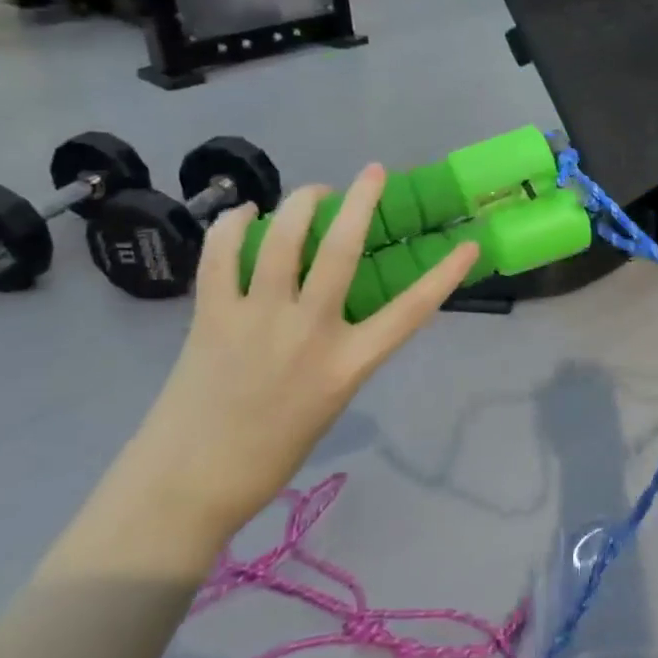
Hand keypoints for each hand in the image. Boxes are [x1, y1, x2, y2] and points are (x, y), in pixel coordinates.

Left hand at [120, 165, 478, 546]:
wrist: (188, 485)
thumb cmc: (271, 452)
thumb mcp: (330, 401)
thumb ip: (342, 349)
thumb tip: (337, 301)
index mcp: (346, 364)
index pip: (410, 311)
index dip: (445, 275)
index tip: (469, 244)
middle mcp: (308, 332)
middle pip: (342, 250)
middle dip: (361, 201)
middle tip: (372, 172)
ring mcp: (257, 319)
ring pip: (284, 240)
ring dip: (301, 203)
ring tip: (312, 193)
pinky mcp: (212, 316)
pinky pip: (222, 256)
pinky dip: (234, 226)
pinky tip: (245, 215)